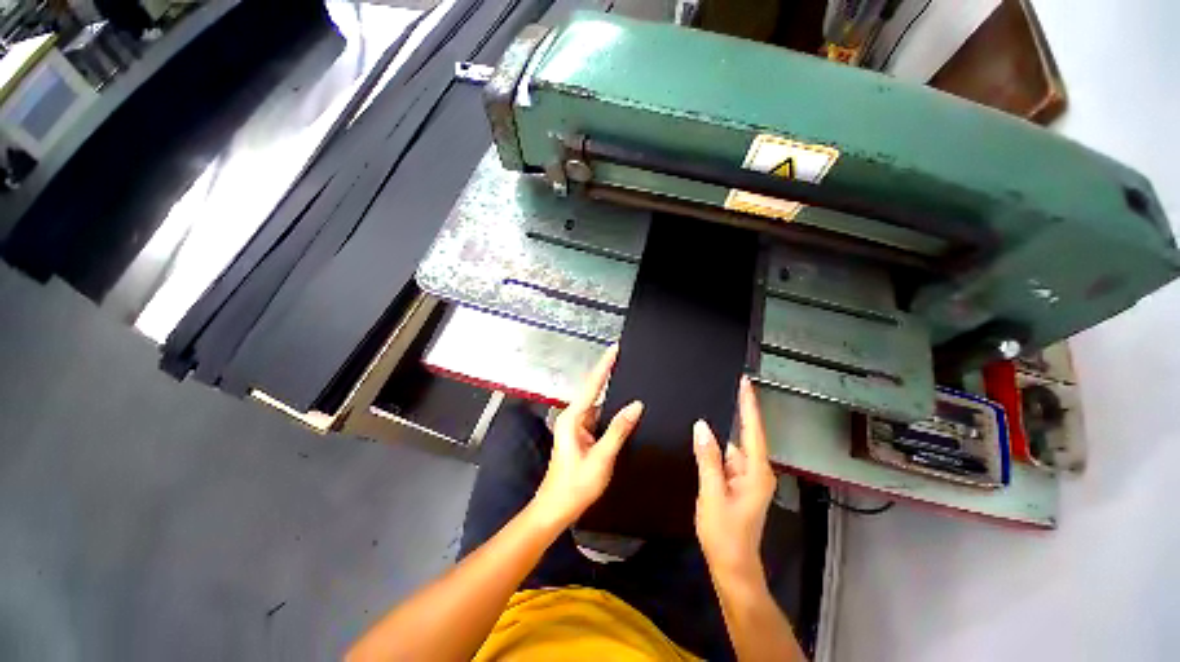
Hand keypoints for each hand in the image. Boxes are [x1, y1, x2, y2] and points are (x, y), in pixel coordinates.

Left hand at [531, 345, 643, 528]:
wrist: (556, 508)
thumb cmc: (575, 485)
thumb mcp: (602, 457)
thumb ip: (619, 429)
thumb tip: (636, 405)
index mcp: (573, 418)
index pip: (592, 384)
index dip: (605, 365)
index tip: (615, 349)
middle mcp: (573, 417)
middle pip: (594, 390)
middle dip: (610, 374)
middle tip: (628, 360)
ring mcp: (576, 425)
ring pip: (598, 404)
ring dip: (612, 394)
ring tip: (631, 380)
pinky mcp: (581, 434)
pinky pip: (599, 416)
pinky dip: (611, 411)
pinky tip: (624, 409)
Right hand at [693, 376, 776, 580]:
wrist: (732, 567)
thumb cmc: (725, 534)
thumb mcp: (712, 493)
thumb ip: (708, 458)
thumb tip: (702, 427)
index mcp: (756, 472)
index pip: (754, 430)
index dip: (749, 404)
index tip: (745, 382)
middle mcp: (756, 471)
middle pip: (742, 436)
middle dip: (729, 417)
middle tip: (714, 392)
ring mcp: (747, 478)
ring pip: (730, 449)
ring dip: (717, 438)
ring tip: (699, 422)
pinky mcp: (738, 484)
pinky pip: (725, 460)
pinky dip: (714, 452)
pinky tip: (700, 445)